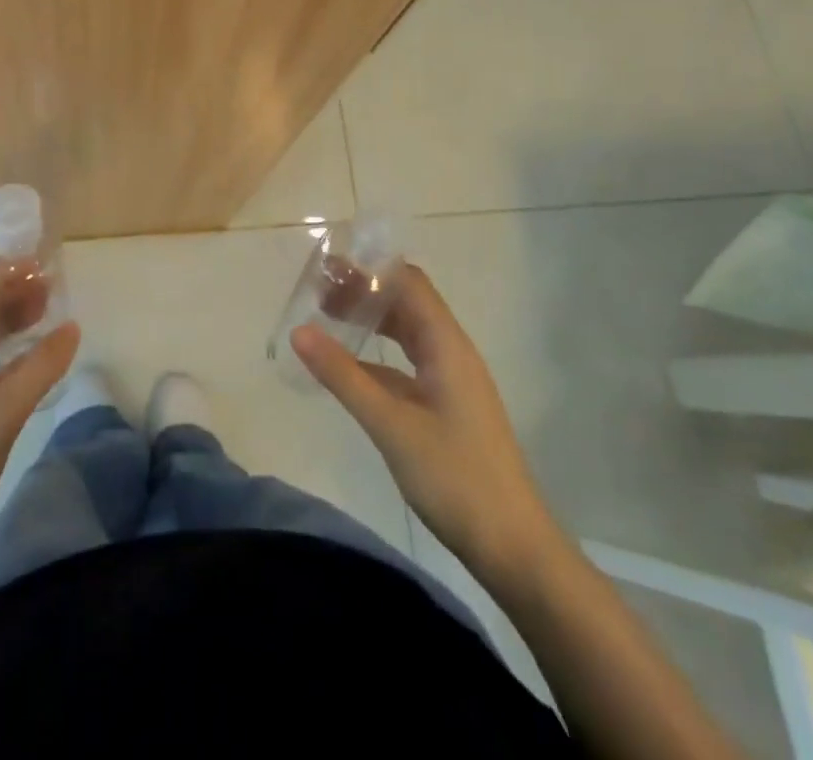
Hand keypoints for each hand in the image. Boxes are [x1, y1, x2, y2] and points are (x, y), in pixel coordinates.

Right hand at [291, 268, 561, 598]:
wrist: (513, 547)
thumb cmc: (455, 477)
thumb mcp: (391, 425)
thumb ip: (344, 376)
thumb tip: (299, 330)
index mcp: (447, 345)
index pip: (409, 283)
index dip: (371, 268)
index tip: (328, 266)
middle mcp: (452, 352)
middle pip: (407, 303)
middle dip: (365, 290)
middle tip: (318, 290)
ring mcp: (451, 380)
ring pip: (408, 332)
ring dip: (372, 319)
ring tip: (328, 316)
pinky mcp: (447, 406)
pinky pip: (408, 362)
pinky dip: (379, 353)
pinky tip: (350, 365)